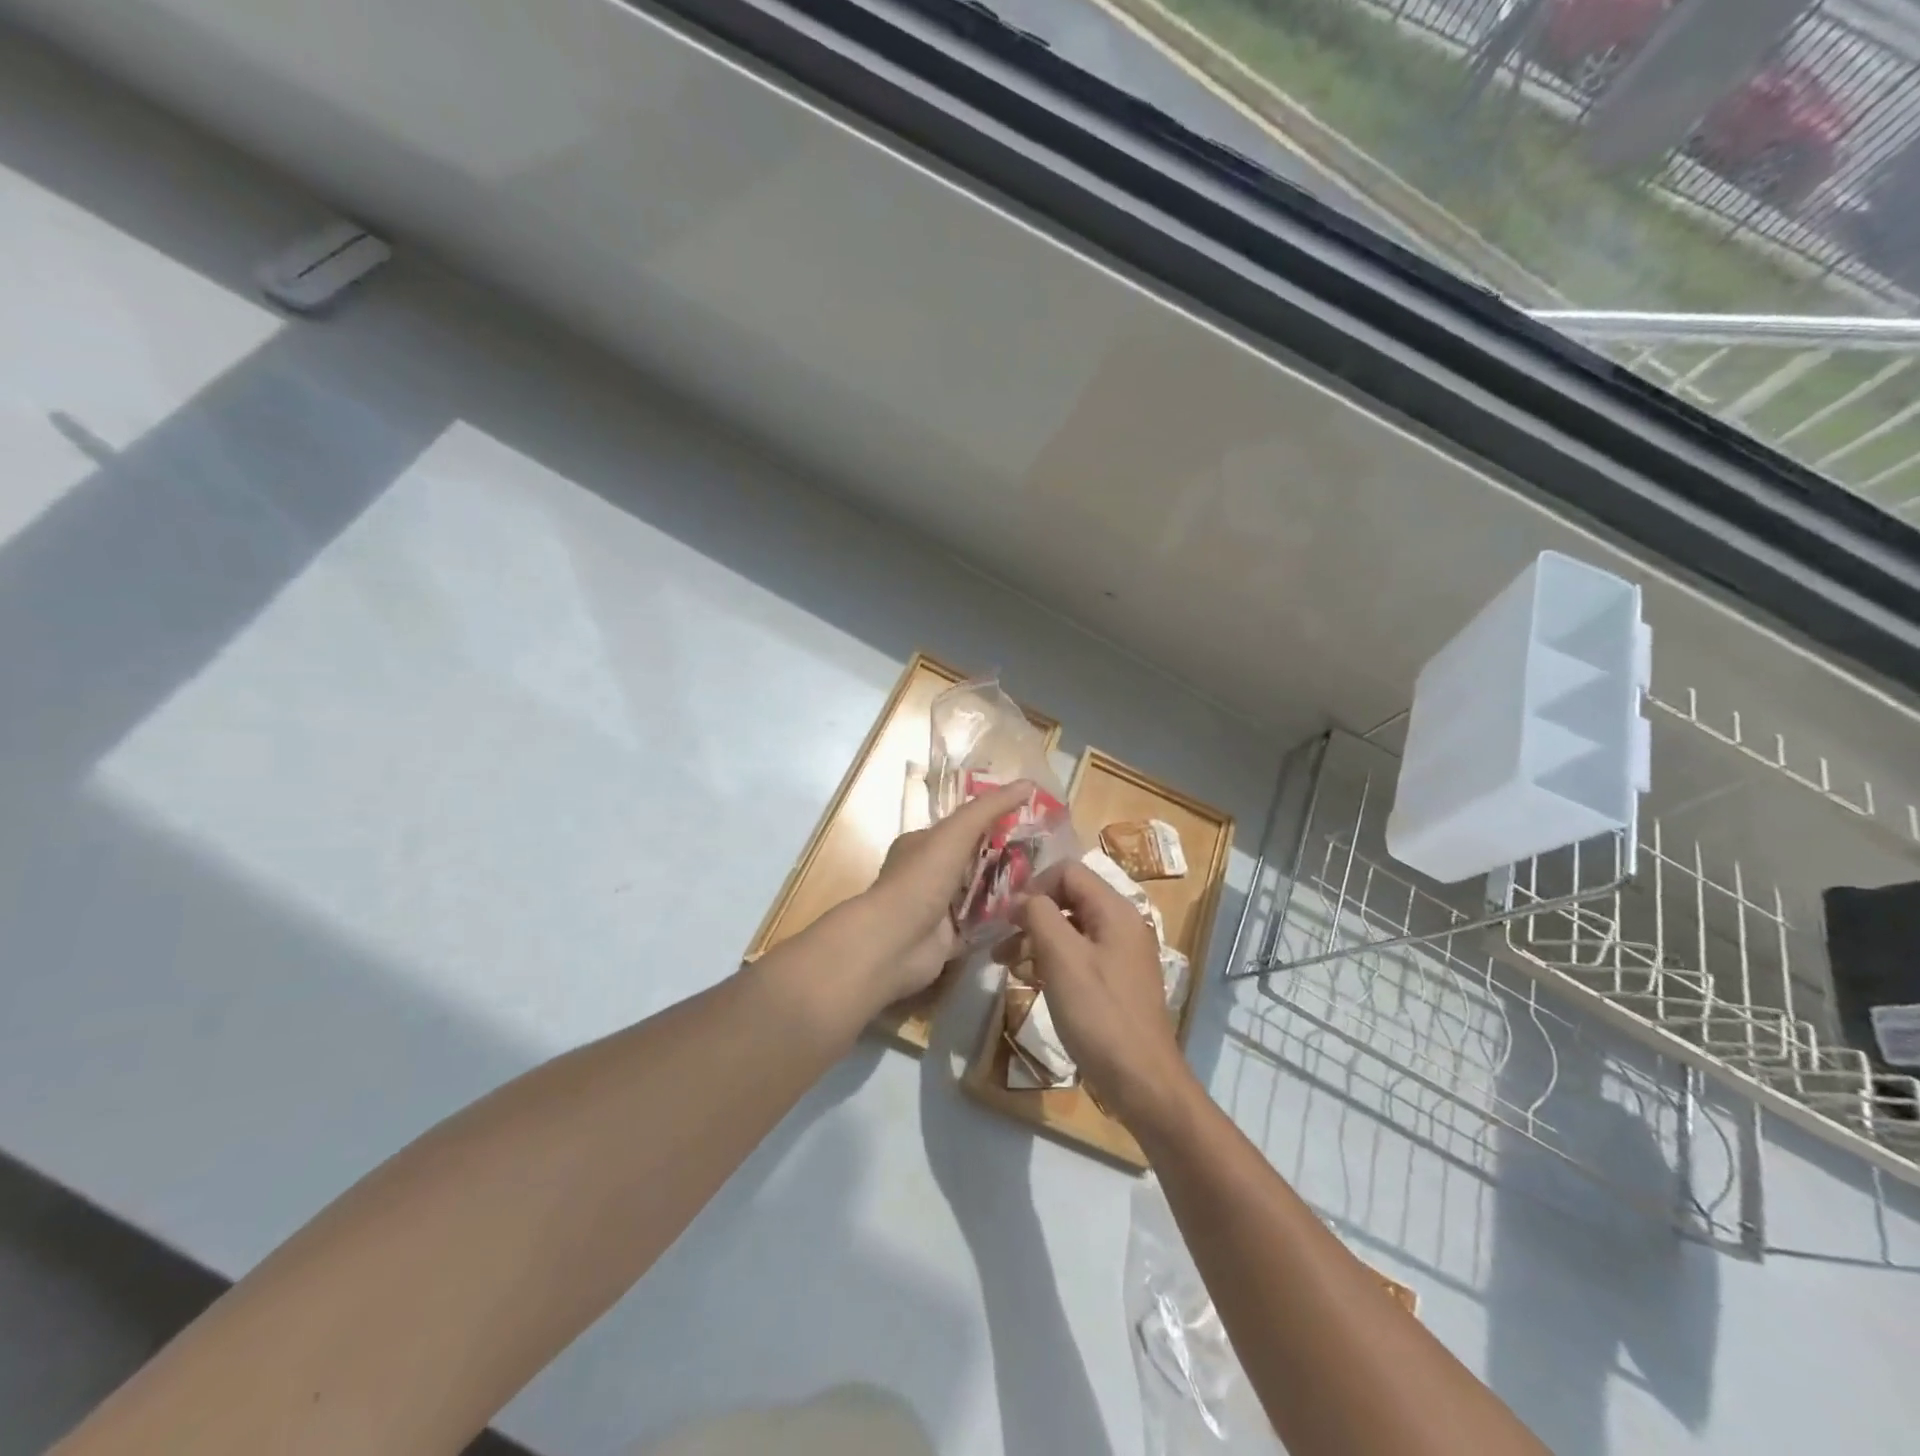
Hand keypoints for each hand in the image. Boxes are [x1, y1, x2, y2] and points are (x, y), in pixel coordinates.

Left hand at [853, 779, 1037, 1007]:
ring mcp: (939, 908)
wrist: (894, 943)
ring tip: (1048, 884)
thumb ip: (989, 808)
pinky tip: (1032, 914)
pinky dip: (1002, 921)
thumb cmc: (920, 880)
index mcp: (923, 843)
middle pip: (975, 860)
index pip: (964, 826)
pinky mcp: (950, 938)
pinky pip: (982, 926)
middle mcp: (929, 873)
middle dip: (1008, 858)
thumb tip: (1028, 783)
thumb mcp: (955, 833)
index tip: (1032, 820)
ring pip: (981, 893)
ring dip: (1008, 890)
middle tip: (1048, 856)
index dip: (995, 820)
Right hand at [1014, 861, 1196, 1127]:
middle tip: (1000, 943)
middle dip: (1031, 915)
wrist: (1142, 1082)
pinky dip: (1052, 961)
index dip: (1034, 886)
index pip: (1068, 872)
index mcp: (1116, 911)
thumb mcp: (1062, 958)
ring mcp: (1121, 955)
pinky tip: (1032, 981)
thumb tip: (1020, 898)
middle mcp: (1122, 925)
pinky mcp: (1116, 983)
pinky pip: (1079, 956)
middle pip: (1069, 899)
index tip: (1008, 917)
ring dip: (1036, 940)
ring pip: (1071, 929)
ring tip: (1005, 964)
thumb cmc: (1100, 1014)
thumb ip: (1039, 915)